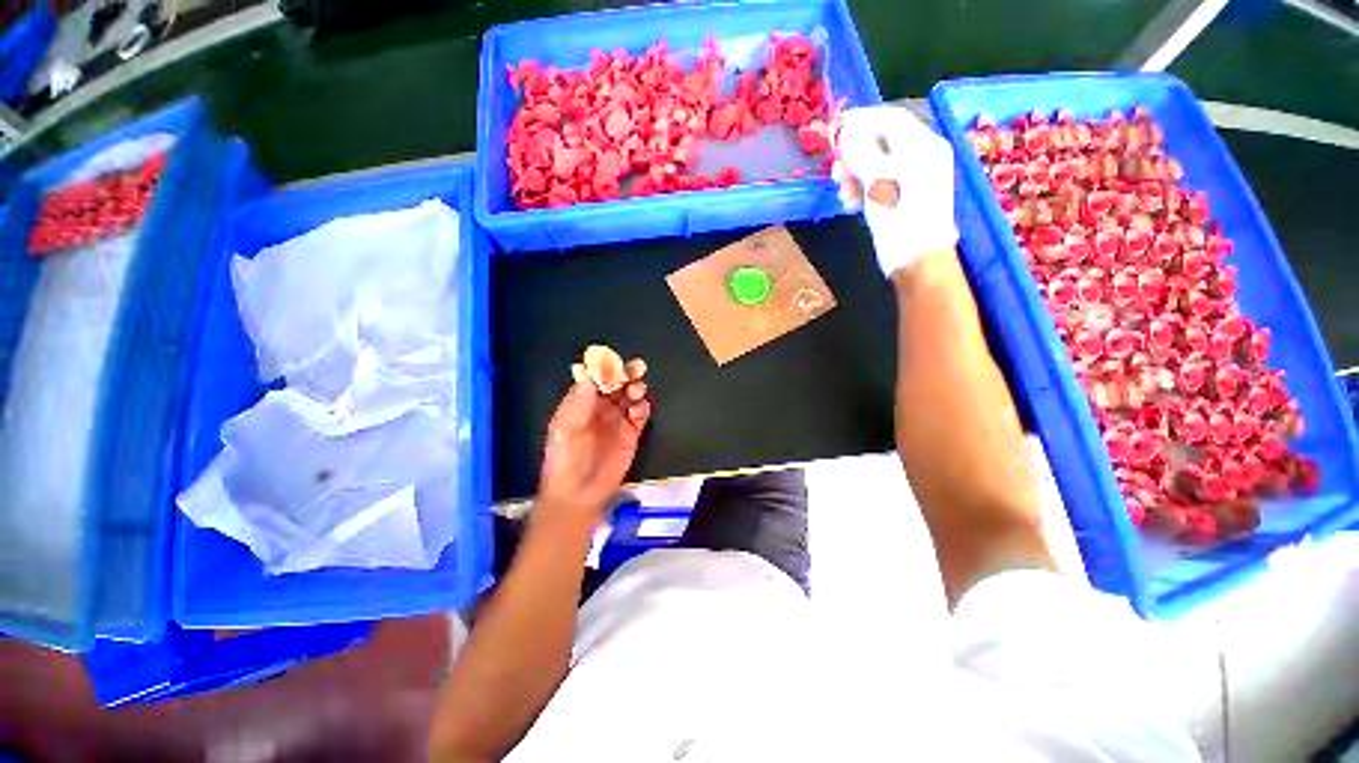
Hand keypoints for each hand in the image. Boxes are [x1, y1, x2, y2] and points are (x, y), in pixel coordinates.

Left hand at [538, 363, 650, 522]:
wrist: (578, 493)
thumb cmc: (564, 459)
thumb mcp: (564, 429)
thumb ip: (578, 403)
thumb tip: (589, 376)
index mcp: (582, 402)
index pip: (596, 378)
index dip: (606, 368)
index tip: (615, 362)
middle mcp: (601, 407)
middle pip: (617, 384)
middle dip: (627, 374)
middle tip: (636, 369)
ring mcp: (617, 420)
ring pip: (631, 397)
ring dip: (636, 389)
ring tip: (637, 391)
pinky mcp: (631, 434)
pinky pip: (640, 415)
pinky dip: (643, 408)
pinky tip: (641, 408)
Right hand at [833, 106, 958, 276]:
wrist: (915, 260)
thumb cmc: (901, 217)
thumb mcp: (879, 180)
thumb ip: (862, 152)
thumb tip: (846, 132)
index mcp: (923, 144)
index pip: (890, 119)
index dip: (861, 120)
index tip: (834, 129)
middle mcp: (920, 157)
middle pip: (880, 143)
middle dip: (854, 154)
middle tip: (834, 170)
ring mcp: (911, 179)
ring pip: (875, 166)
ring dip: (853, 175)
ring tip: (841, 192)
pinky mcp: (900, 199)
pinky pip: (877, 184)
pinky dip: (860, 189)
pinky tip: (849, 203)